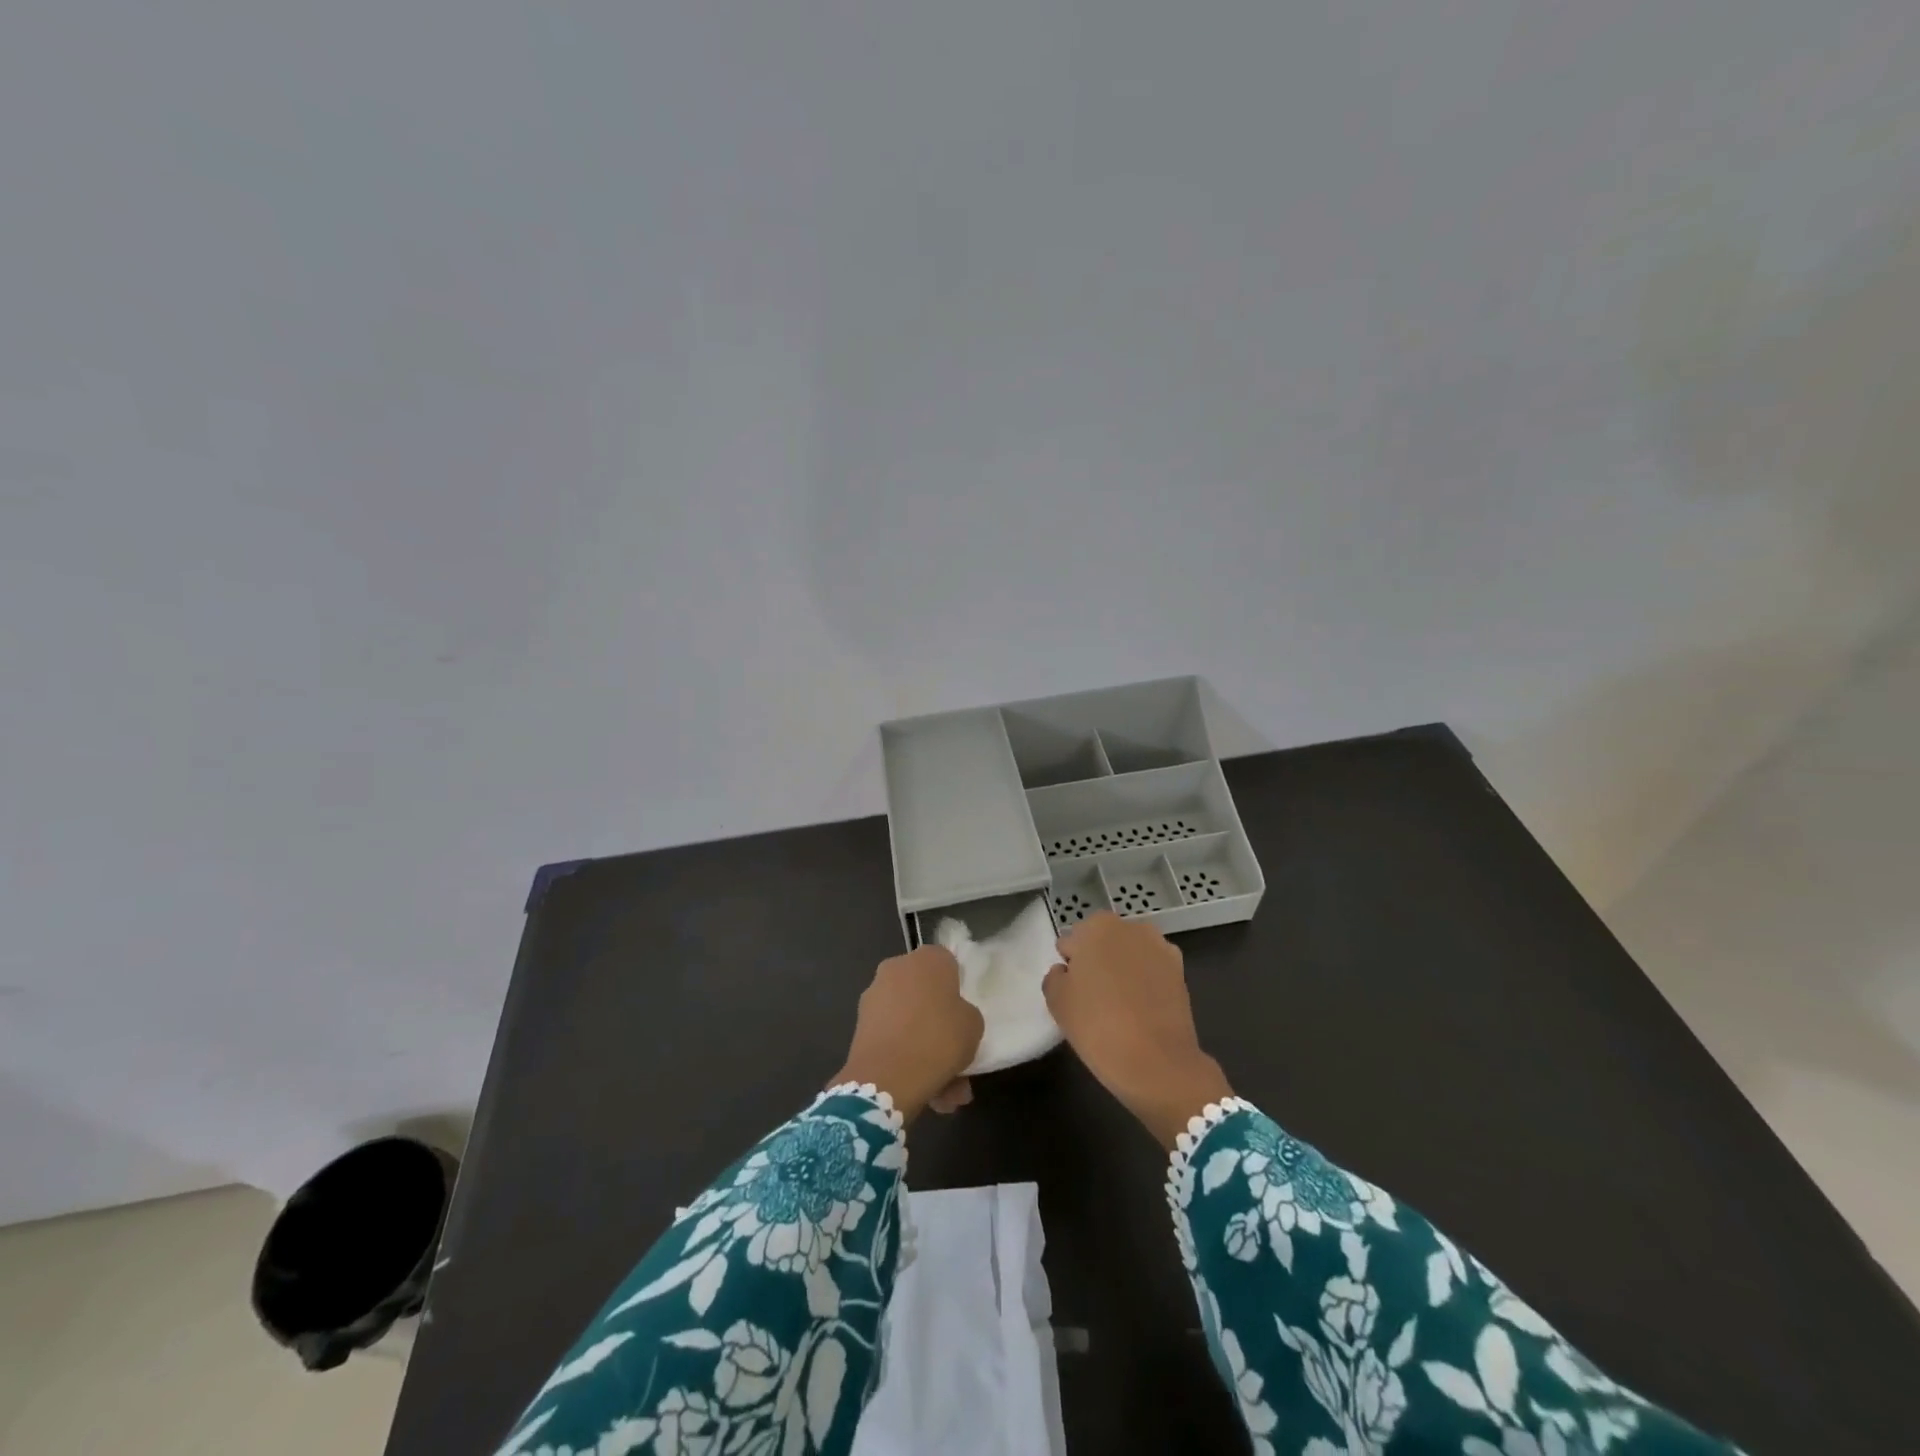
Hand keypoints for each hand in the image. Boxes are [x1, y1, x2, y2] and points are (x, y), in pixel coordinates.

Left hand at [832, 945, 983, 1121]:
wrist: (887, 1077)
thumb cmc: (938, 1039)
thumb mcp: (973, 1025)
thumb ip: (965, 1013)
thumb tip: (953, 1016)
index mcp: (928, 958)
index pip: (947, 963)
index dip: (956, 987)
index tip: (963, 1012)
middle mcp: (897, 968)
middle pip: (924, 992)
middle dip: (938, 1022)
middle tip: (955, 1053)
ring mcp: (874, 995)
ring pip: (908, 1020)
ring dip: (923, 1047)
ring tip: (944, 1090)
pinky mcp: (860, 1025)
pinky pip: (892, 1037)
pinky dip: (905, 1056)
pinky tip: (923, 1089)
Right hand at [1043, 913, 1233, 1147]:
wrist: (1157, 1062)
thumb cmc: (1097, 1026)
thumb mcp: (1057, 1001)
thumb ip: (1055, 976)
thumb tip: (1067, 971)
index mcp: (1097, 926)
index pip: (1072, 942)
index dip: (1071, 967)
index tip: (1074, 991)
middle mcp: (1131, 928)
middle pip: (1103, 942)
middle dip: (1098, 962)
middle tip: (1094, 998)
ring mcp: (1160, 947)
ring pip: (1130, 955)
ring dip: (1124, 970)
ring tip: (1121, 1006)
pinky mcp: (1180, 971)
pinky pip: (1152, 971)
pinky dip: (1146, 982)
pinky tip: (1142, 1010)